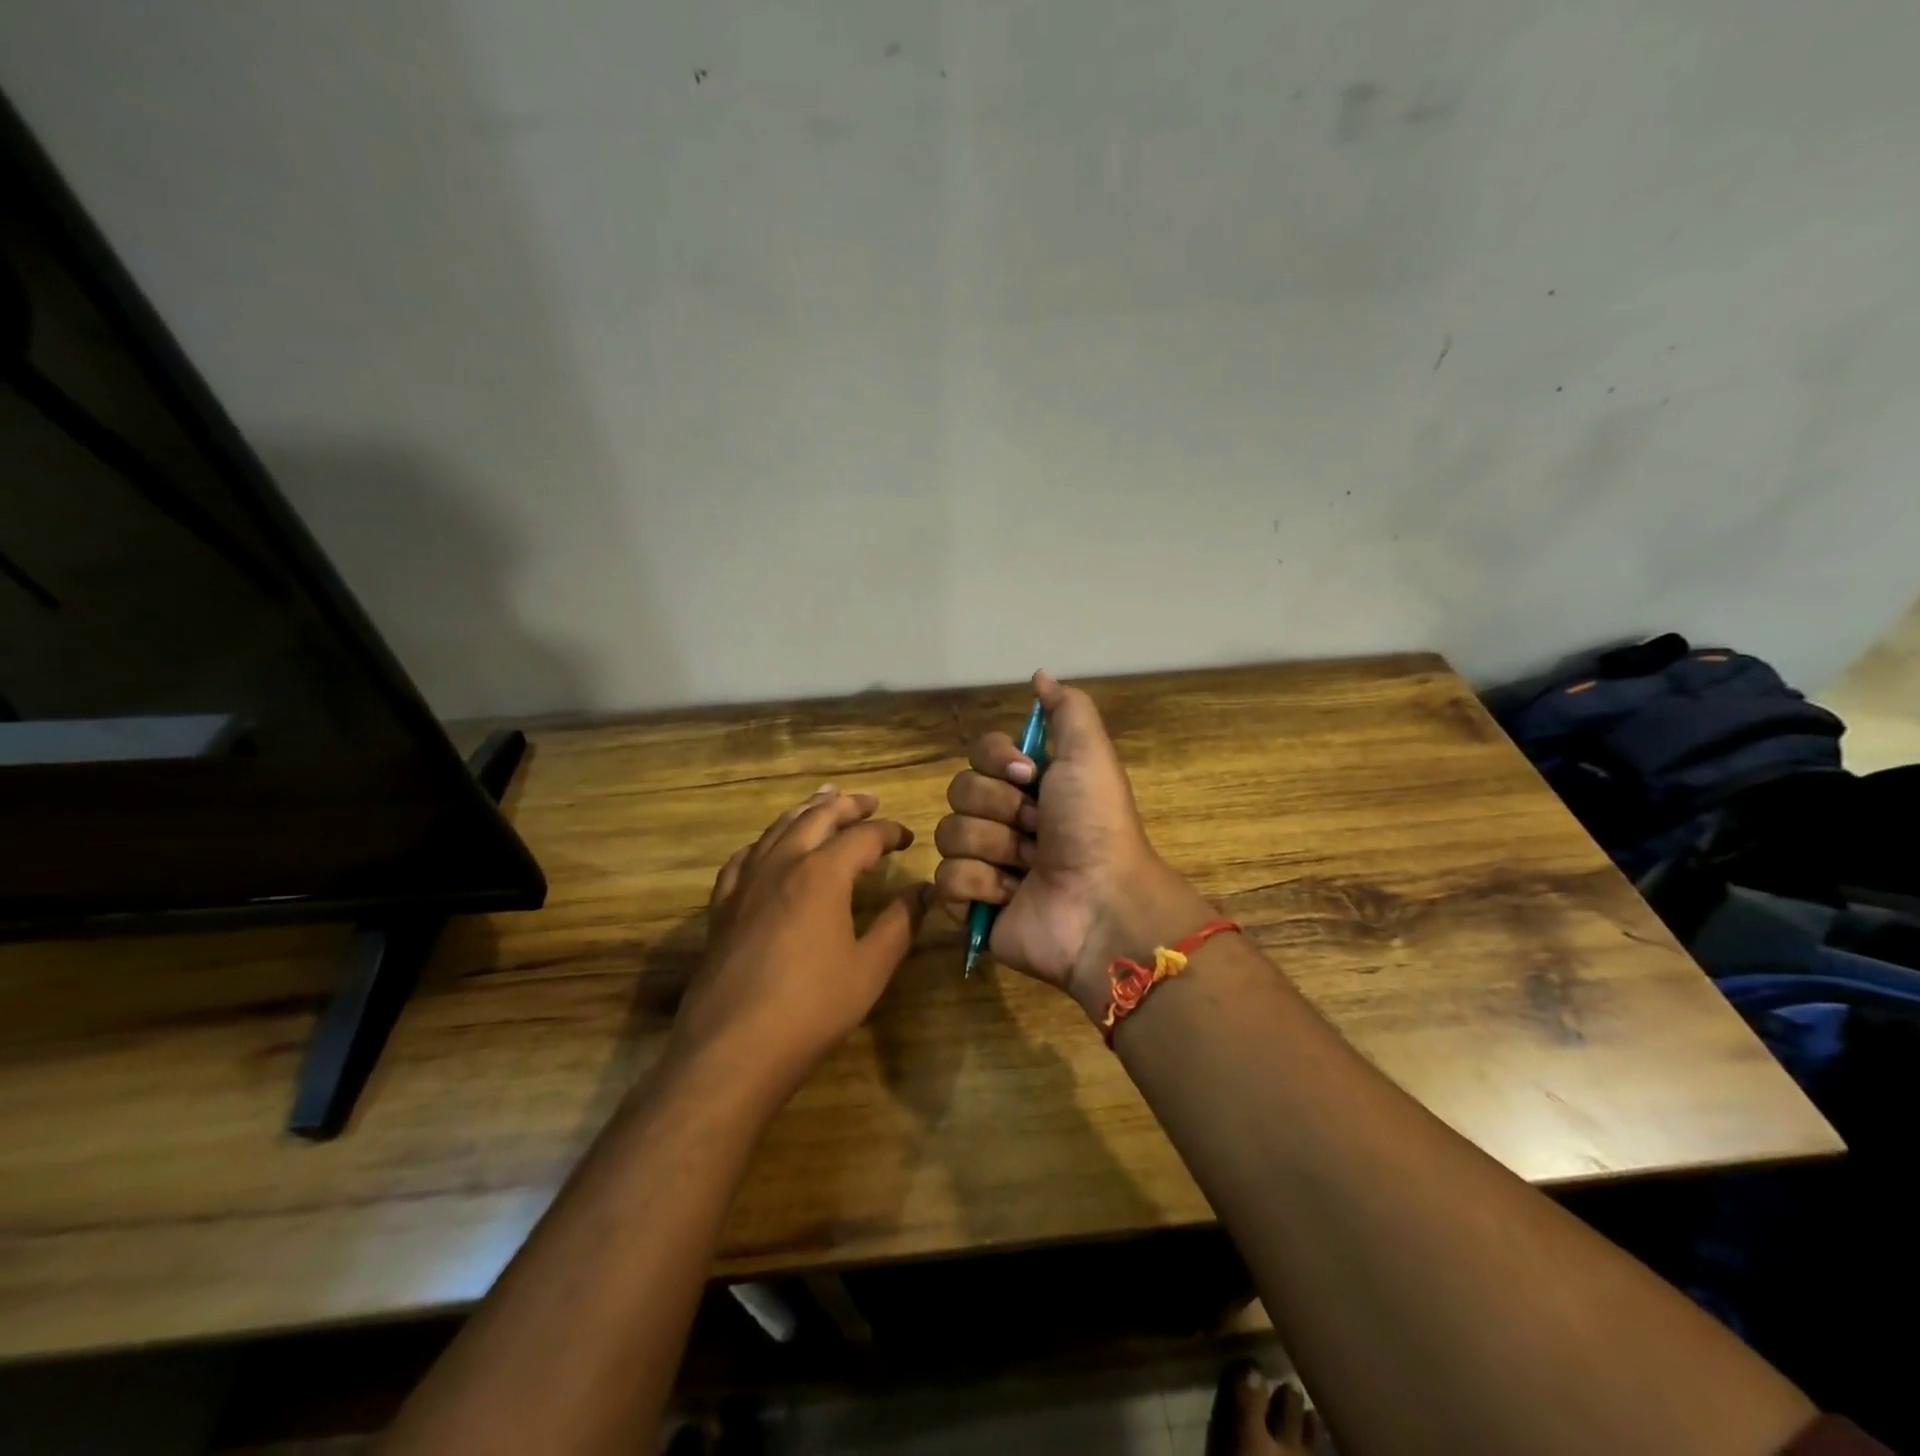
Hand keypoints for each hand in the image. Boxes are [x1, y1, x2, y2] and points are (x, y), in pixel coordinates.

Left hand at [674, 787, 929, 1097]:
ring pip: (777, 829)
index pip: (863, 836)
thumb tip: (925, 890)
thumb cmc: (811, 1008)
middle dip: (846, 806)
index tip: (907, 837)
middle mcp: (781, 865)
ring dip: (805, 811)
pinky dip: (765, 841)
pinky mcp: (722, 907)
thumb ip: (900, 923)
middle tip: (869, 801)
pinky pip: (744, 857)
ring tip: (823, 801)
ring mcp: (745, 883)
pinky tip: (769, 847)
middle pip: (816, 817)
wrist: (732, 1049)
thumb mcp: (870, 968)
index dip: (889, 832)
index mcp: (822, 874)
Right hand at [933, 671, 1210, 1017]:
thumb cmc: (1095, 825)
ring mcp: (984, 864)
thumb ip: (1067, 709)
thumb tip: (1039, 674)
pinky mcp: (970, 906)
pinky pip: (944, 880)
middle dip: (1001, 809)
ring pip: (948, 835)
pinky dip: (981, 887)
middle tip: (1038, 831)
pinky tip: (1011, 896)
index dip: (996, 761)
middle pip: (959, 791)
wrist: (1101, 903)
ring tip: (1029, 868)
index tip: (1029, 775)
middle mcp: (1003, 820)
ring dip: (994, 849)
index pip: (978, 753)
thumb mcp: (1089, 754)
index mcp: (1028, 786)